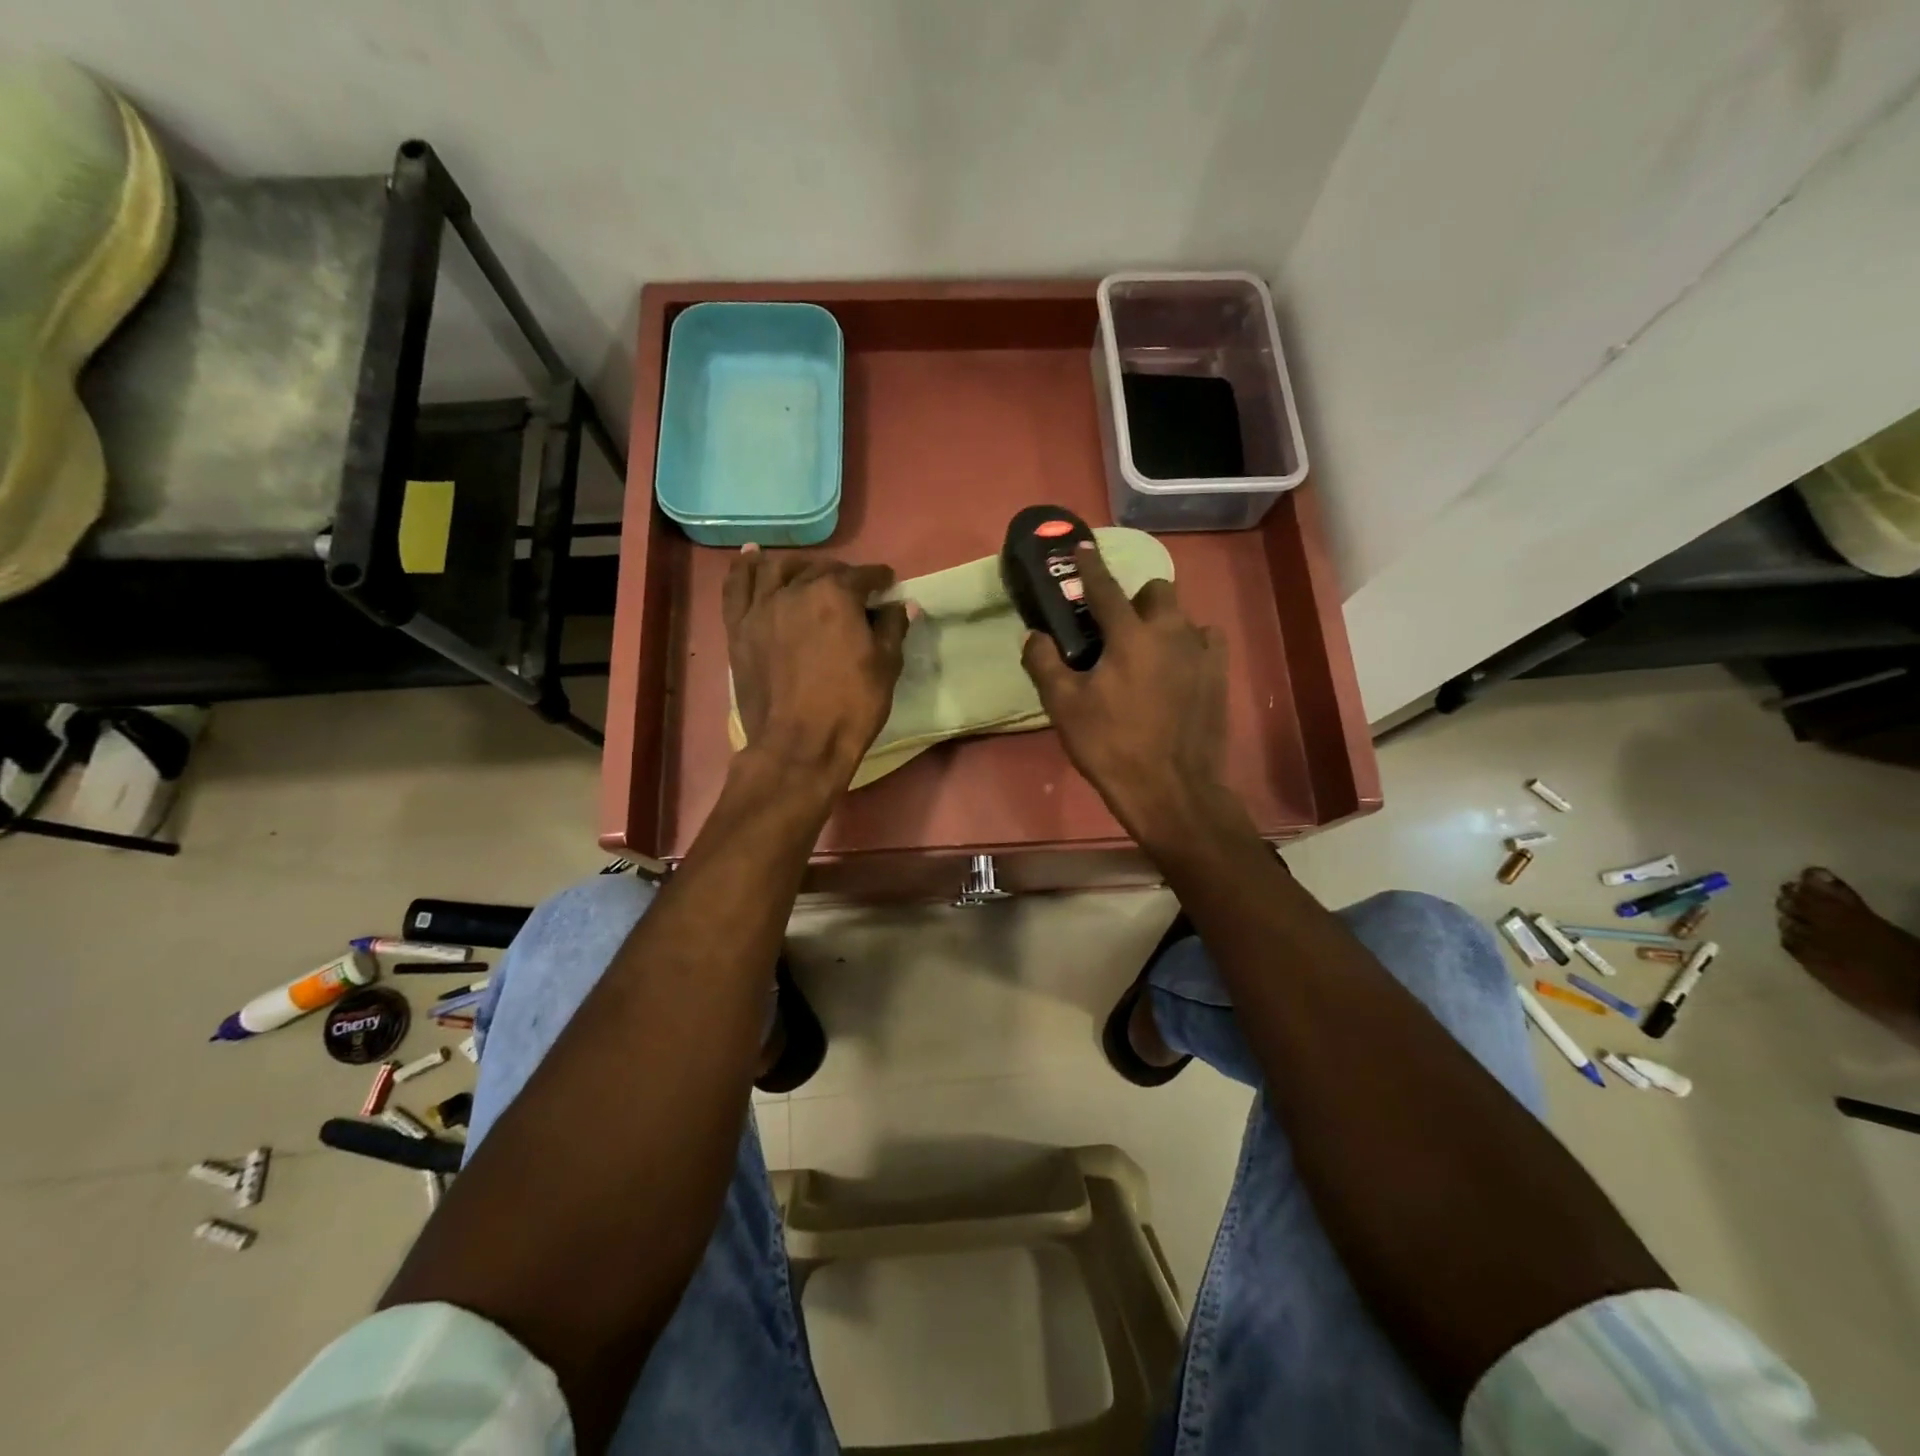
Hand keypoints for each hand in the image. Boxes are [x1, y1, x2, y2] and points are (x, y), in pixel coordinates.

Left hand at [724, 547, 908, 789]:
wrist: (798, 746)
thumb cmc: (851, 706)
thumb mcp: (886, 667)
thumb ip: (893, 628)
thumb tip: (903, 605)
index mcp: (836, 595)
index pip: (864, 576)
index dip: (880, 579)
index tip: (888, 585)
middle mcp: (796, 590)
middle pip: (822, 570)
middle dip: (842, 576)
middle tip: (854, 591)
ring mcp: (762, 608)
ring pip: (778, 570)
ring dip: (798, 566)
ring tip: (808, 573)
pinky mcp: (739, 628)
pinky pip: (737, 587)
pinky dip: (745, 568)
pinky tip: (753, 557)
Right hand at [1021, 543, 1239, 846]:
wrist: (1170, 789)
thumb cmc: (1111, 746)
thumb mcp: (1064, 707)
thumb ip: (1044, 664)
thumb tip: (1034, 636)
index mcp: (1130, 635)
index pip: (1106, 587)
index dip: (1090, 566)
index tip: (1082, 547)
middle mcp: (1171, 632)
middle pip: (1156, 591)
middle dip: (1135, 599)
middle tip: (1117, 630)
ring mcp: (1202, 652)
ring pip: (1183, 616)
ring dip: (1163, 622)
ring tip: (1147, 653)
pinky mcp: (1220, 675)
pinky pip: (1206, 641)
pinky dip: (1189, 644)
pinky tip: (1177, 668)